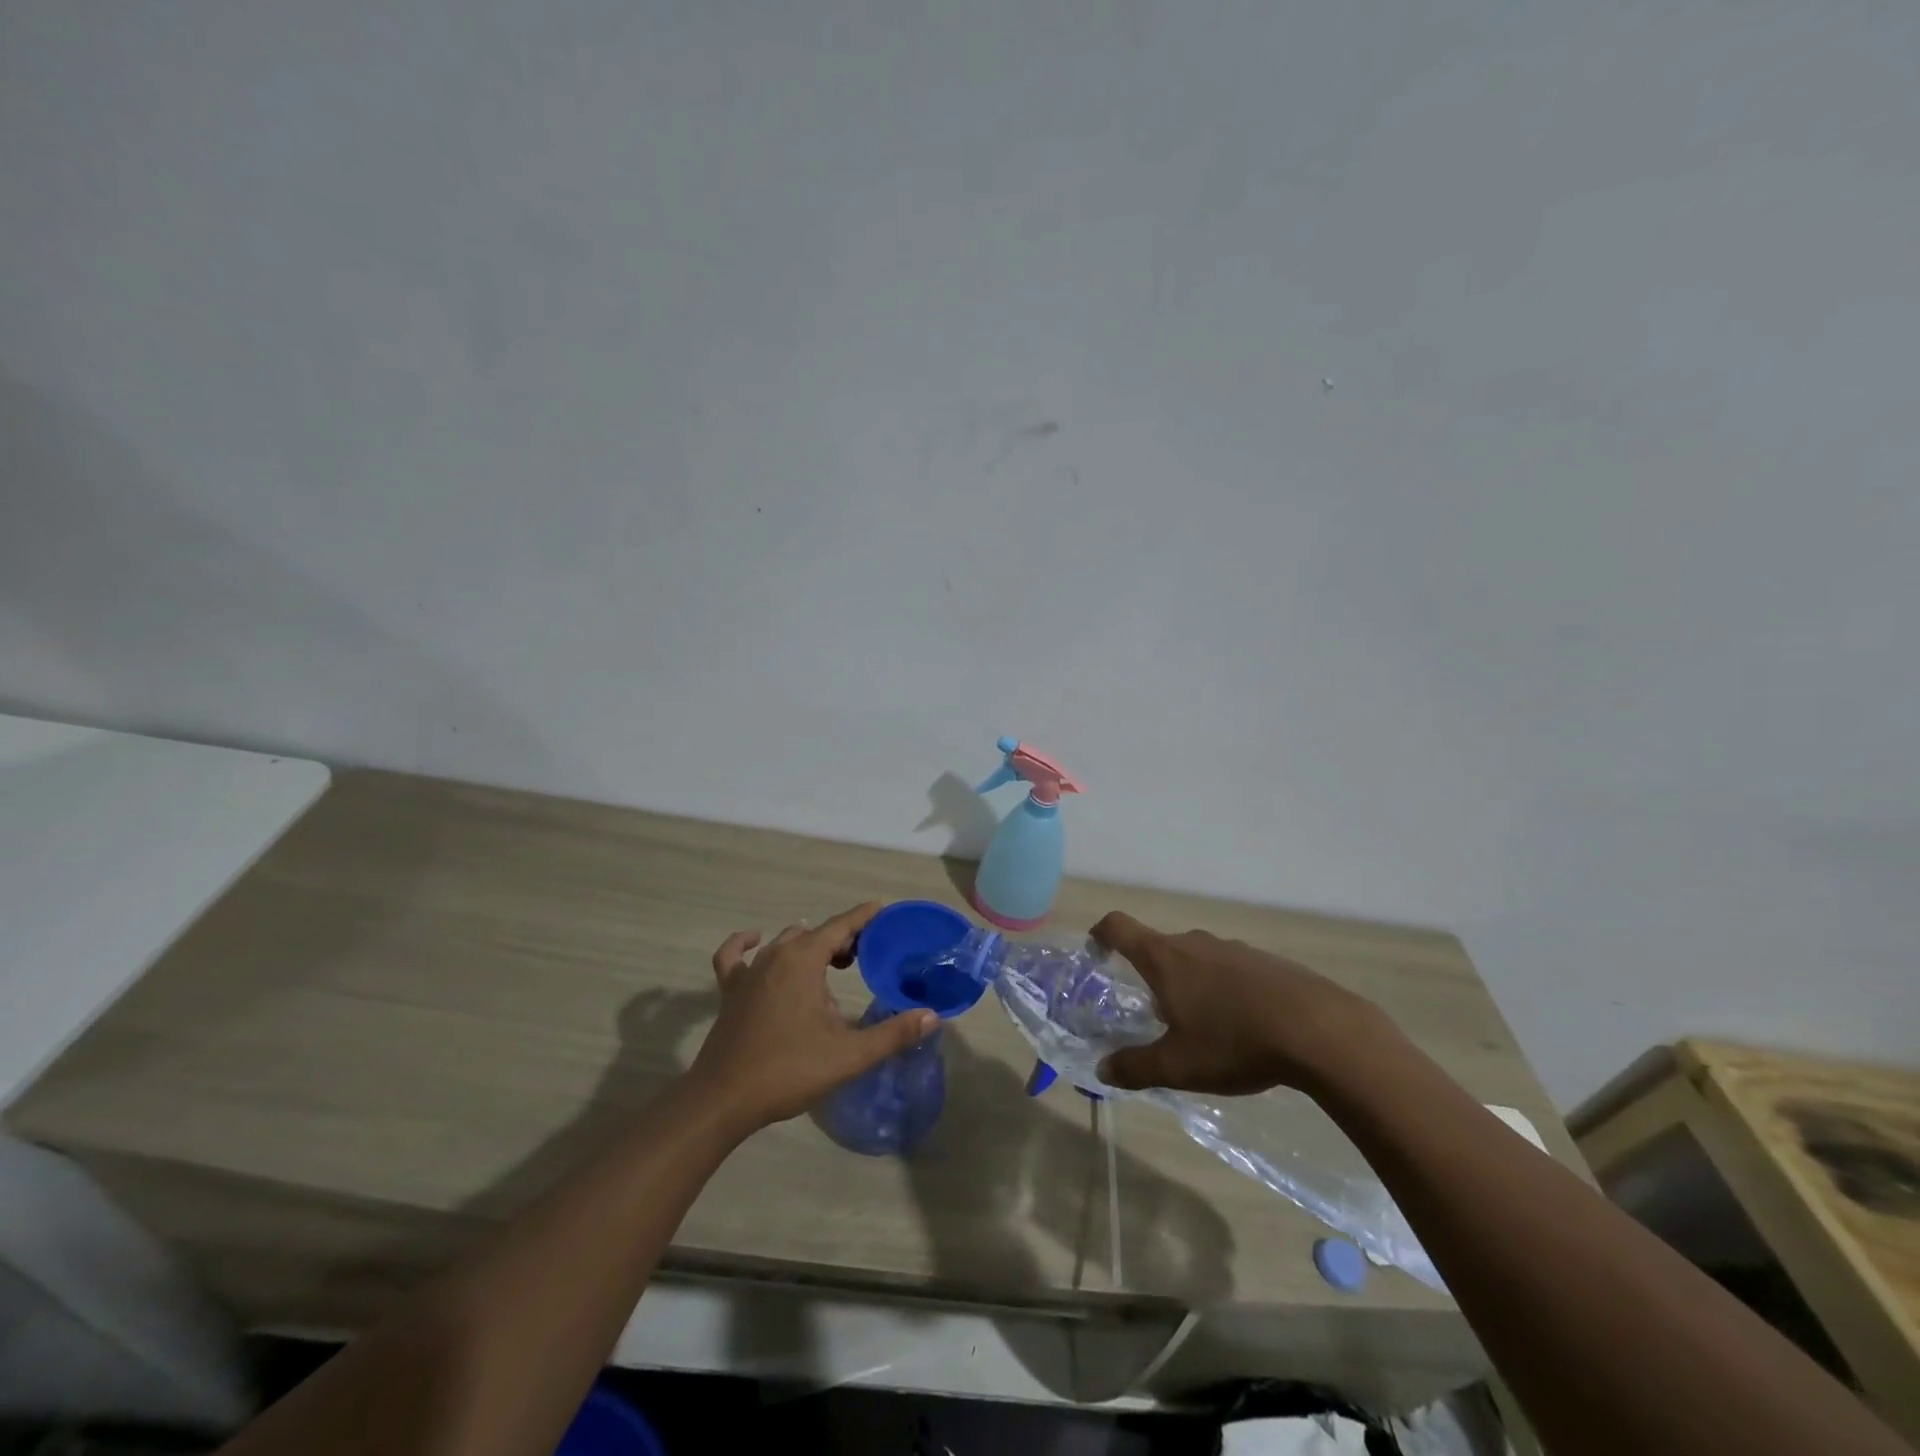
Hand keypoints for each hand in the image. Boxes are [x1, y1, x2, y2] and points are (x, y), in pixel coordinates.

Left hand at [689, 902, 939, 1134]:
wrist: (723, 1100)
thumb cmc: (789, 1070)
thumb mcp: (849, 1055)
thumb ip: (893, 1034)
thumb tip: (932, 1016)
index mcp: (804, 960)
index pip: (841, 926)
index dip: (864, 917)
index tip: (883, 910)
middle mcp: (776, 955)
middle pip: (815, 932)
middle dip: (842, 938)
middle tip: (865, 955)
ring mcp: (748, 971)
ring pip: (784, 942)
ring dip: (809, 944)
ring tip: (831, 962)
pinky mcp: (730, 990)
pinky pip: (735, 955)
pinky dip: (745, 943)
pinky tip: (755, 940)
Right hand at [1089, 911, 1389, 1095]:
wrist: (1319, 1030)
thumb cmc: (1234, 1042)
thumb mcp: (1178, 1066)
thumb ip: (1135, 1067)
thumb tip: (1102, 1070)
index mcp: (1165, 958)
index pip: (1118, 926)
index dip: (1100, 933)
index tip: (1095, 952)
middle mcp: (1194, 942)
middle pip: (1159, 946)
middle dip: (1150, 974)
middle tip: (1154, 1013)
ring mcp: (1233, 948)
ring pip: (1196, 958)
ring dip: (1189, 982)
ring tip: (1201, 1025)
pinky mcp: (1266, 961)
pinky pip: (1230, 968)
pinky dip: (1223, 988)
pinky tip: (1242, 1024)